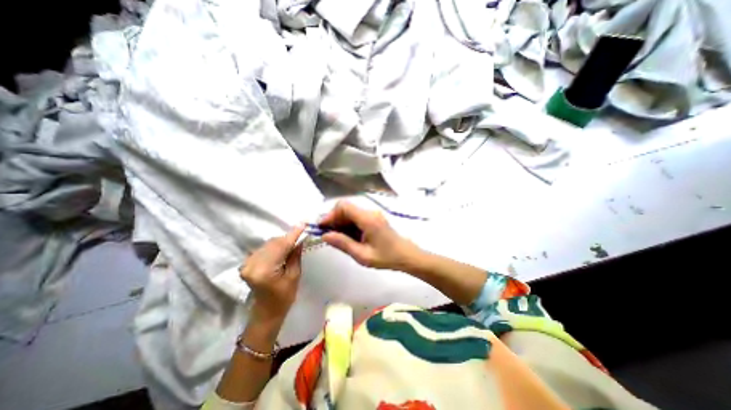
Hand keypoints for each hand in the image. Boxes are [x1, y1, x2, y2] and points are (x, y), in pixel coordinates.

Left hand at [240, 226, 304, 321]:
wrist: (266, 312)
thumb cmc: (284, 297)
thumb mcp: (294, 275)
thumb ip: (295, 255)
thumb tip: (300, 238)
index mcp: (264, 271)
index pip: (281, 246)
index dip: (293, 234)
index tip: (303, 224)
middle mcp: (252, 264)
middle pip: (274, 243)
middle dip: (288, 238)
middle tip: (301, 236)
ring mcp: (247, 263)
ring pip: (269, 243)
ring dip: (282, 242)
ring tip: (292, 245)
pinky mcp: (247, 263)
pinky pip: (264, 248)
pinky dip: (275, 246)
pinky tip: (282, 250)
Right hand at [319, 200, 416, 270]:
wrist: (406, 256)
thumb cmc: (386, 257)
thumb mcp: (362, 255)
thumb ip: (343, 243)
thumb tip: (325, 235)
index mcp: (367, 219)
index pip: (344, 206)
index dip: (330, 215)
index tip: (322, 228)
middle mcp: (370, 213)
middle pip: (346, 208)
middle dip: (334, 220)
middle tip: (327, 235)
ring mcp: (373, 215)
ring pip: (350, 213)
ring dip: (341, 223)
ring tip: (336, 238)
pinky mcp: (374, 219)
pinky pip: (357, 217)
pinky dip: (348, 225)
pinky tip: (347, 237)